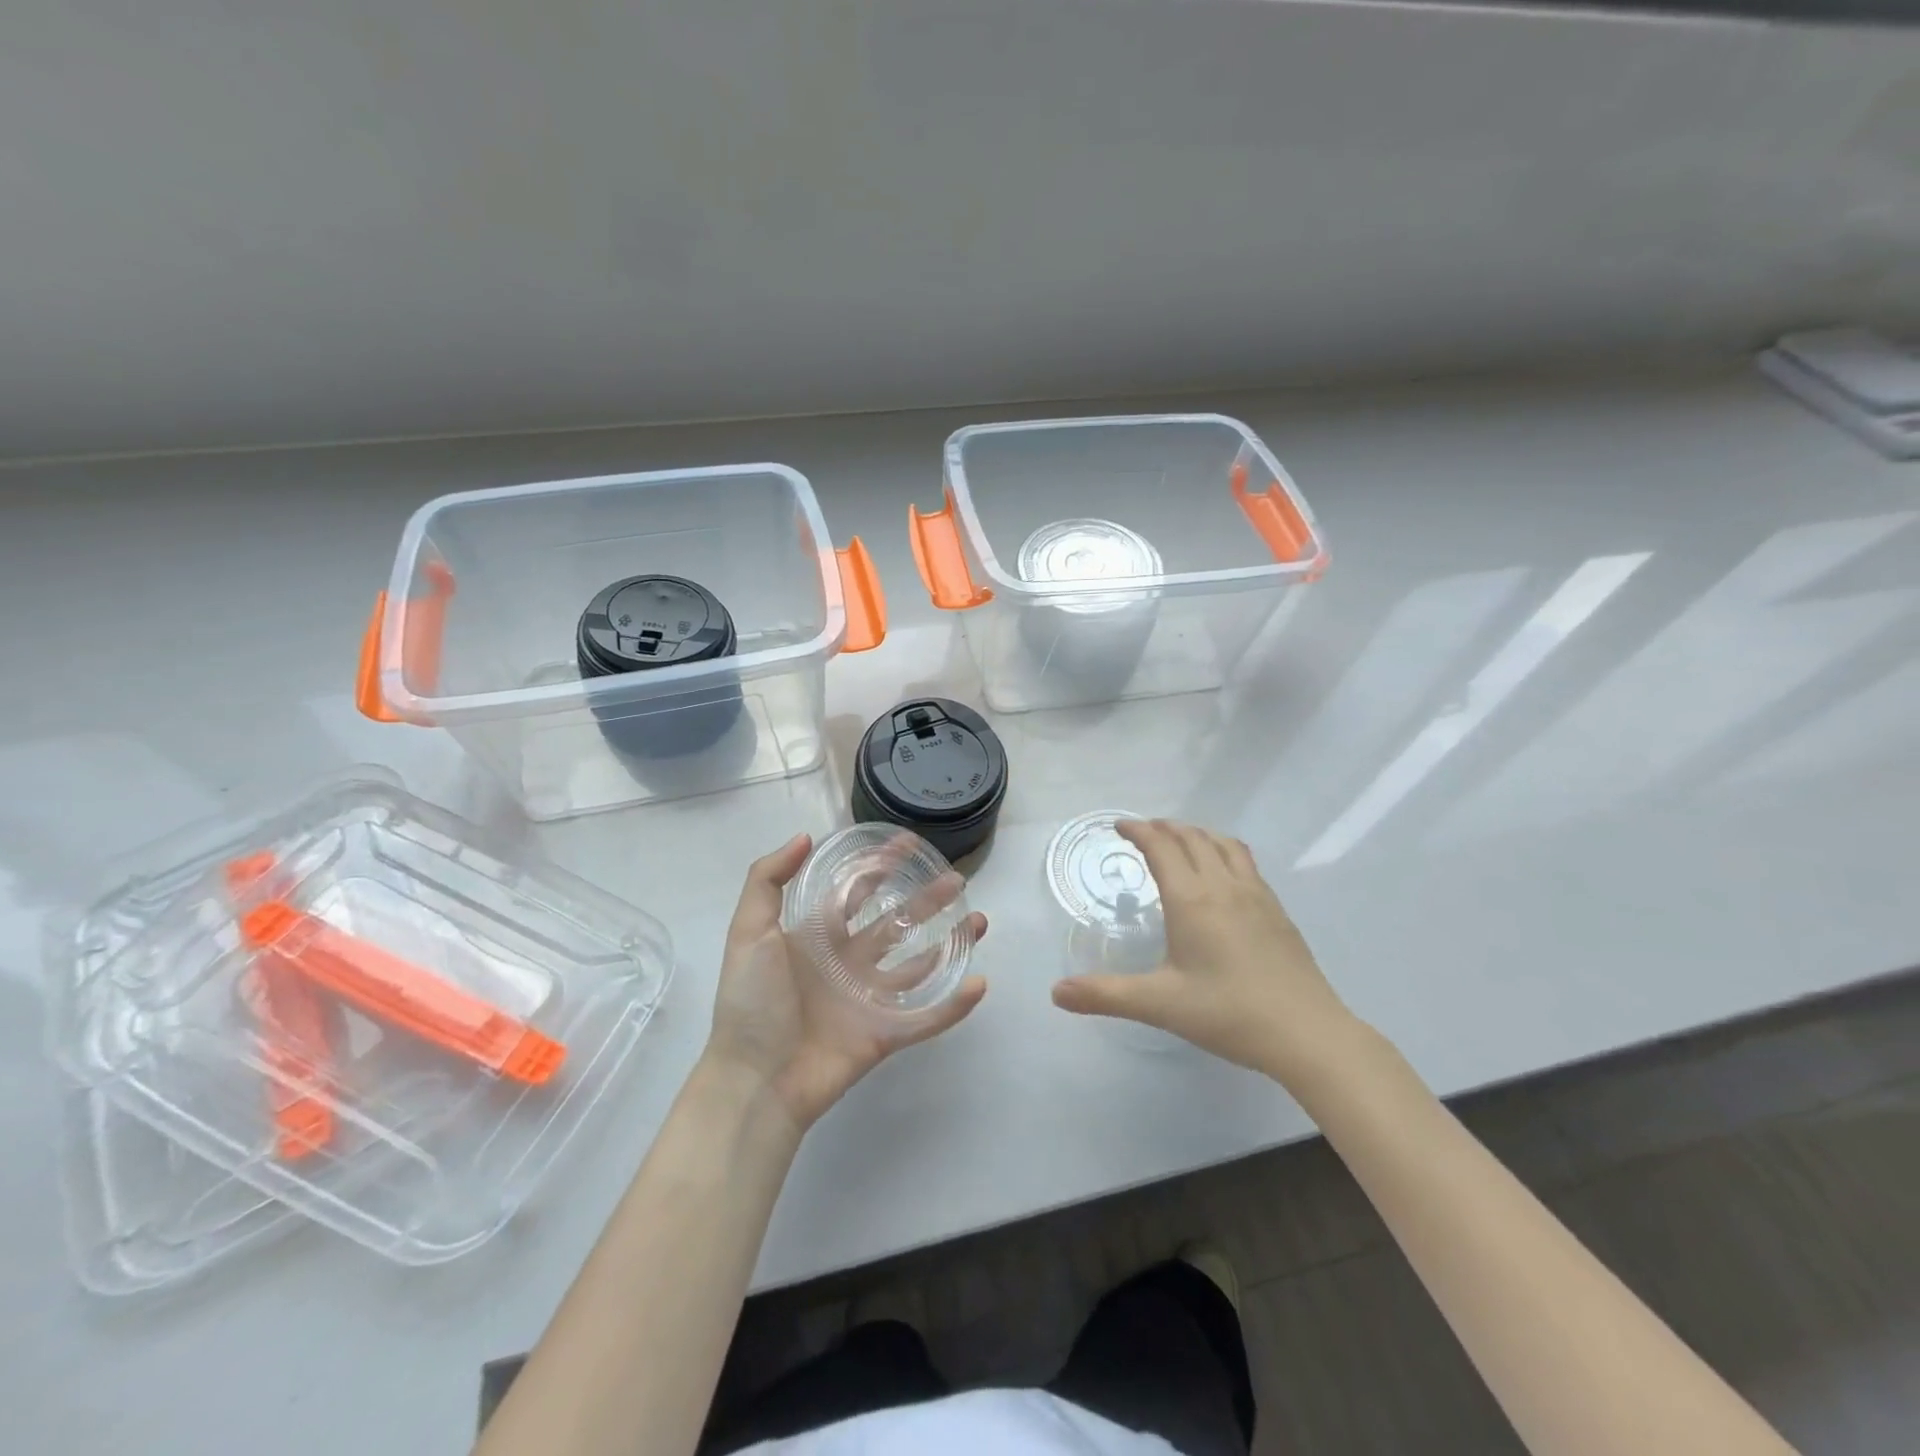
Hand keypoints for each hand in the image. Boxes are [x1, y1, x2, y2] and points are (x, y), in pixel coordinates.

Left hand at [703, 833, 987, 1133]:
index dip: (880, 868)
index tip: (909, 845)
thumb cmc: (751, 1002)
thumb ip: (767, 880)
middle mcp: (848, 962)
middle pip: (896, 923)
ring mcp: (868, 999)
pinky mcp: (884, 1034)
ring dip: (950, 943)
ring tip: (979, 921)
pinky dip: (953, 1004)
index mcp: (818, 937)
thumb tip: (805, 836)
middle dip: (926, 900)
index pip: (856, 893)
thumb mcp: (748, 931)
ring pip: (919, 965)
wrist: (754, 1080)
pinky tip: (979, 983)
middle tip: (956, 880)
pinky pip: (926, 1017)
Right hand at [1051, 819, 1354, 1085]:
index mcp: (1192, 899)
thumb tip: (1056, 993)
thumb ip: (1105, 995)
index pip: (1162, 846)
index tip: (1119, 826)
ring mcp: (1256, 895)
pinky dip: (1224, 850)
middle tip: (1144, 831)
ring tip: (1181, 840)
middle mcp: (1224, 886)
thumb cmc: (1228, 1013)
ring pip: (1223, 844)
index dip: (1138, 830)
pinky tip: (1223, 875)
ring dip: (1197, 833)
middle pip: (1192, 837)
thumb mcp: (1159, 1005)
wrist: (1308, 1033)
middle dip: (1164, 827)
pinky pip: (1245, 862)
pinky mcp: (1277, 910)